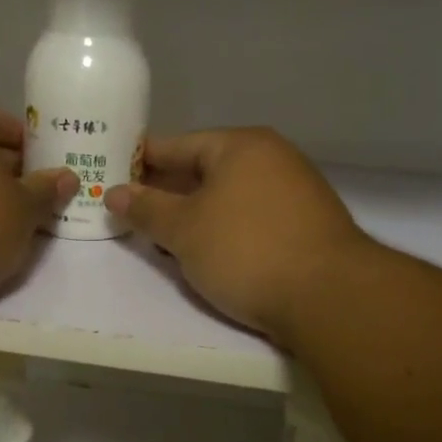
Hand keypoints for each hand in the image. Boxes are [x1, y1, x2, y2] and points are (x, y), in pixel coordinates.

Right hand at [105, 128, 368, 344]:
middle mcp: (272, 158)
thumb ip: (146, 208)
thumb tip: (114, 192)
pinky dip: (224, 230)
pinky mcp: (307, 225)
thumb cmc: (246, 250)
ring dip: (195, 215)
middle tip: (131, 212)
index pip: (177, 145)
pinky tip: (208, 253)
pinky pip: (251, 218)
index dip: (141, 161)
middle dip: (167, 192)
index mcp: (241, 146)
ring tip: (162, 238)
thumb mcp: (184, 230)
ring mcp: (295, 191)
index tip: (112, 176)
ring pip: (229, 197)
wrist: (329, 297)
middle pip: (205, 169)